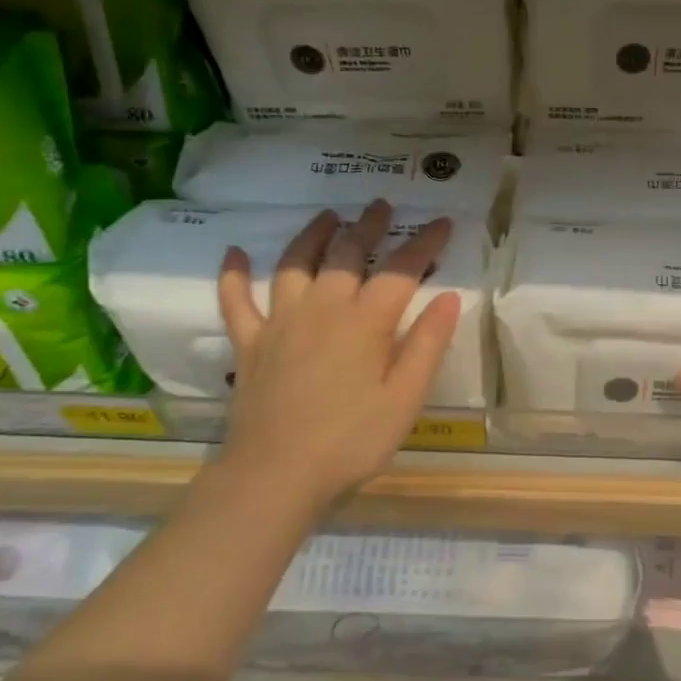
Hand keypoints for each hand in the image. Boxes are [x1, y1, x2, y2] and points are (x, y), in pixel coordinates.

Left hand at [208, 200, 462, 515]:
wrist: (275, 476)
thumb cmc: (351, 441)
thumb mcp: (406, 399)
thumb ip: (427, 345)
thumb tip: (447, 297)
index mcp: (365, 322)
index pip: (400, 270)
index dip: (423, 243)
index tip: (442, 222)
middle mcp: (322, 309)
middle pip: (346, 254)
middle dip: (368, 226)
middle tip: (380, 205)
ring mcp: (280, 323)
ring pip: (294, 265)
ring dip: (311, 235)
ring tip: (327, 216)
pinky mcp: (249, 344)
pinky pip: (236, 301)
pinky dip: (233, 275)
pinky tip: (233, 252)